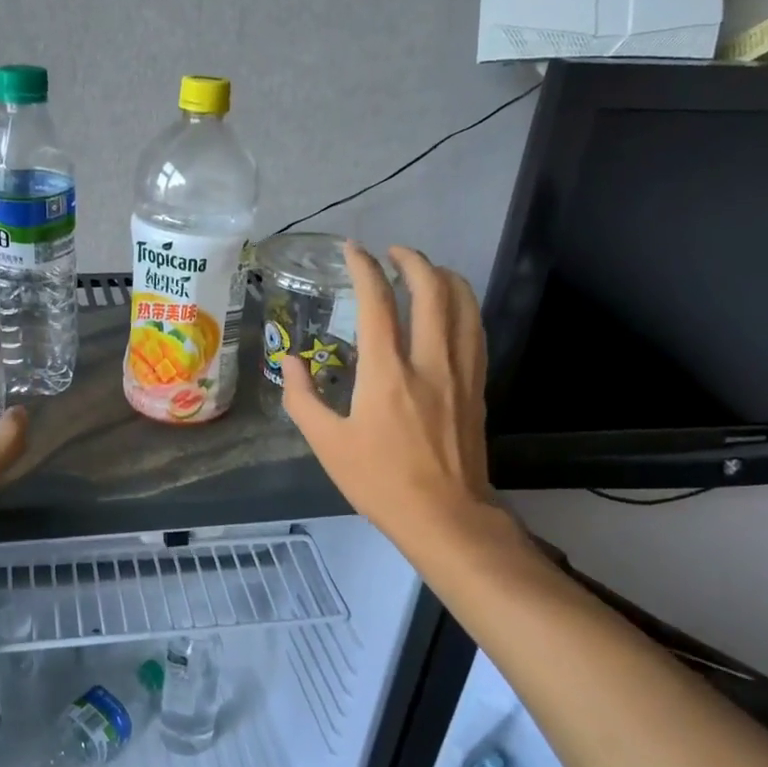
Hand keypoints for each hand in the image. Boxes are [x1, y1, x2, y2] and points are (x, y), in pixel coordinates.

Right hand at [282, 244, 502, 542]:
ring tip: (424, 270)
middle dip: (412, 260)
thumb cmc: (379, 481)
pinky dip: (463, 306)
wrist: (445, 516)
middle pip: (431, 289)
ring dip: (444, 277)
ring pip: (463, 304)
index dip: (364, 268)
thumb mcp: (327, 445)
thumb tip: (290, 363)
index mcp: (386, 373)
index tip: (354, 250)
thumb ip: (302, 398)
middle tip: (392, 252)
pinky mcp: (477, 385)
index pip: (377, 302)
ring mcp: (460, 371)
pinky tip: (451, 308)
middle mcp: (429, 360)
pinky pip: (475, 330)